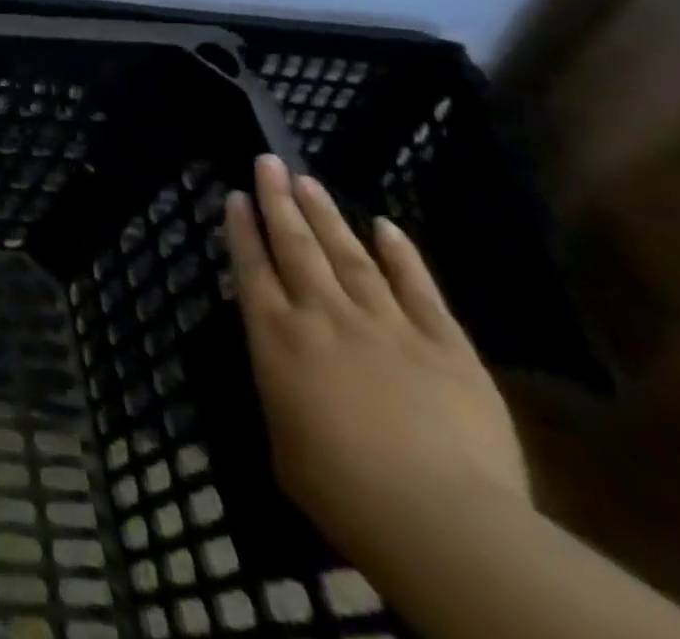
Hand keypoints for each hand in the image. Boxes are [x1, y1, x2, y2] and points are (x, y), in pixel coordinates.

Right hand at [225, 154, 528, 564]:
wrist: (437, 517)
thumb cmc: (339, 488)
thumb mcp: (281, 436)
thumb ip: (279, 386)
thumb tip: (280, 365)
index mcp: (276, 336)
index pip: (252, 267)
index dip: (242, 228)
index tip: (236, 195)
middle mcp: (322, 315)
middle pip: (295, 246)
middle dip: (278, 201)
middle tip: (268, 161)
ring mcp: (385, 324)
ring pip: (349, 255)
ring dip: (327, 215)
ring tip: (308, 180)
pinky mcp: (444, 345)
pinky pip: (418, 289)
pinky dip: (402, 255)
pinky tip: (387, 226)